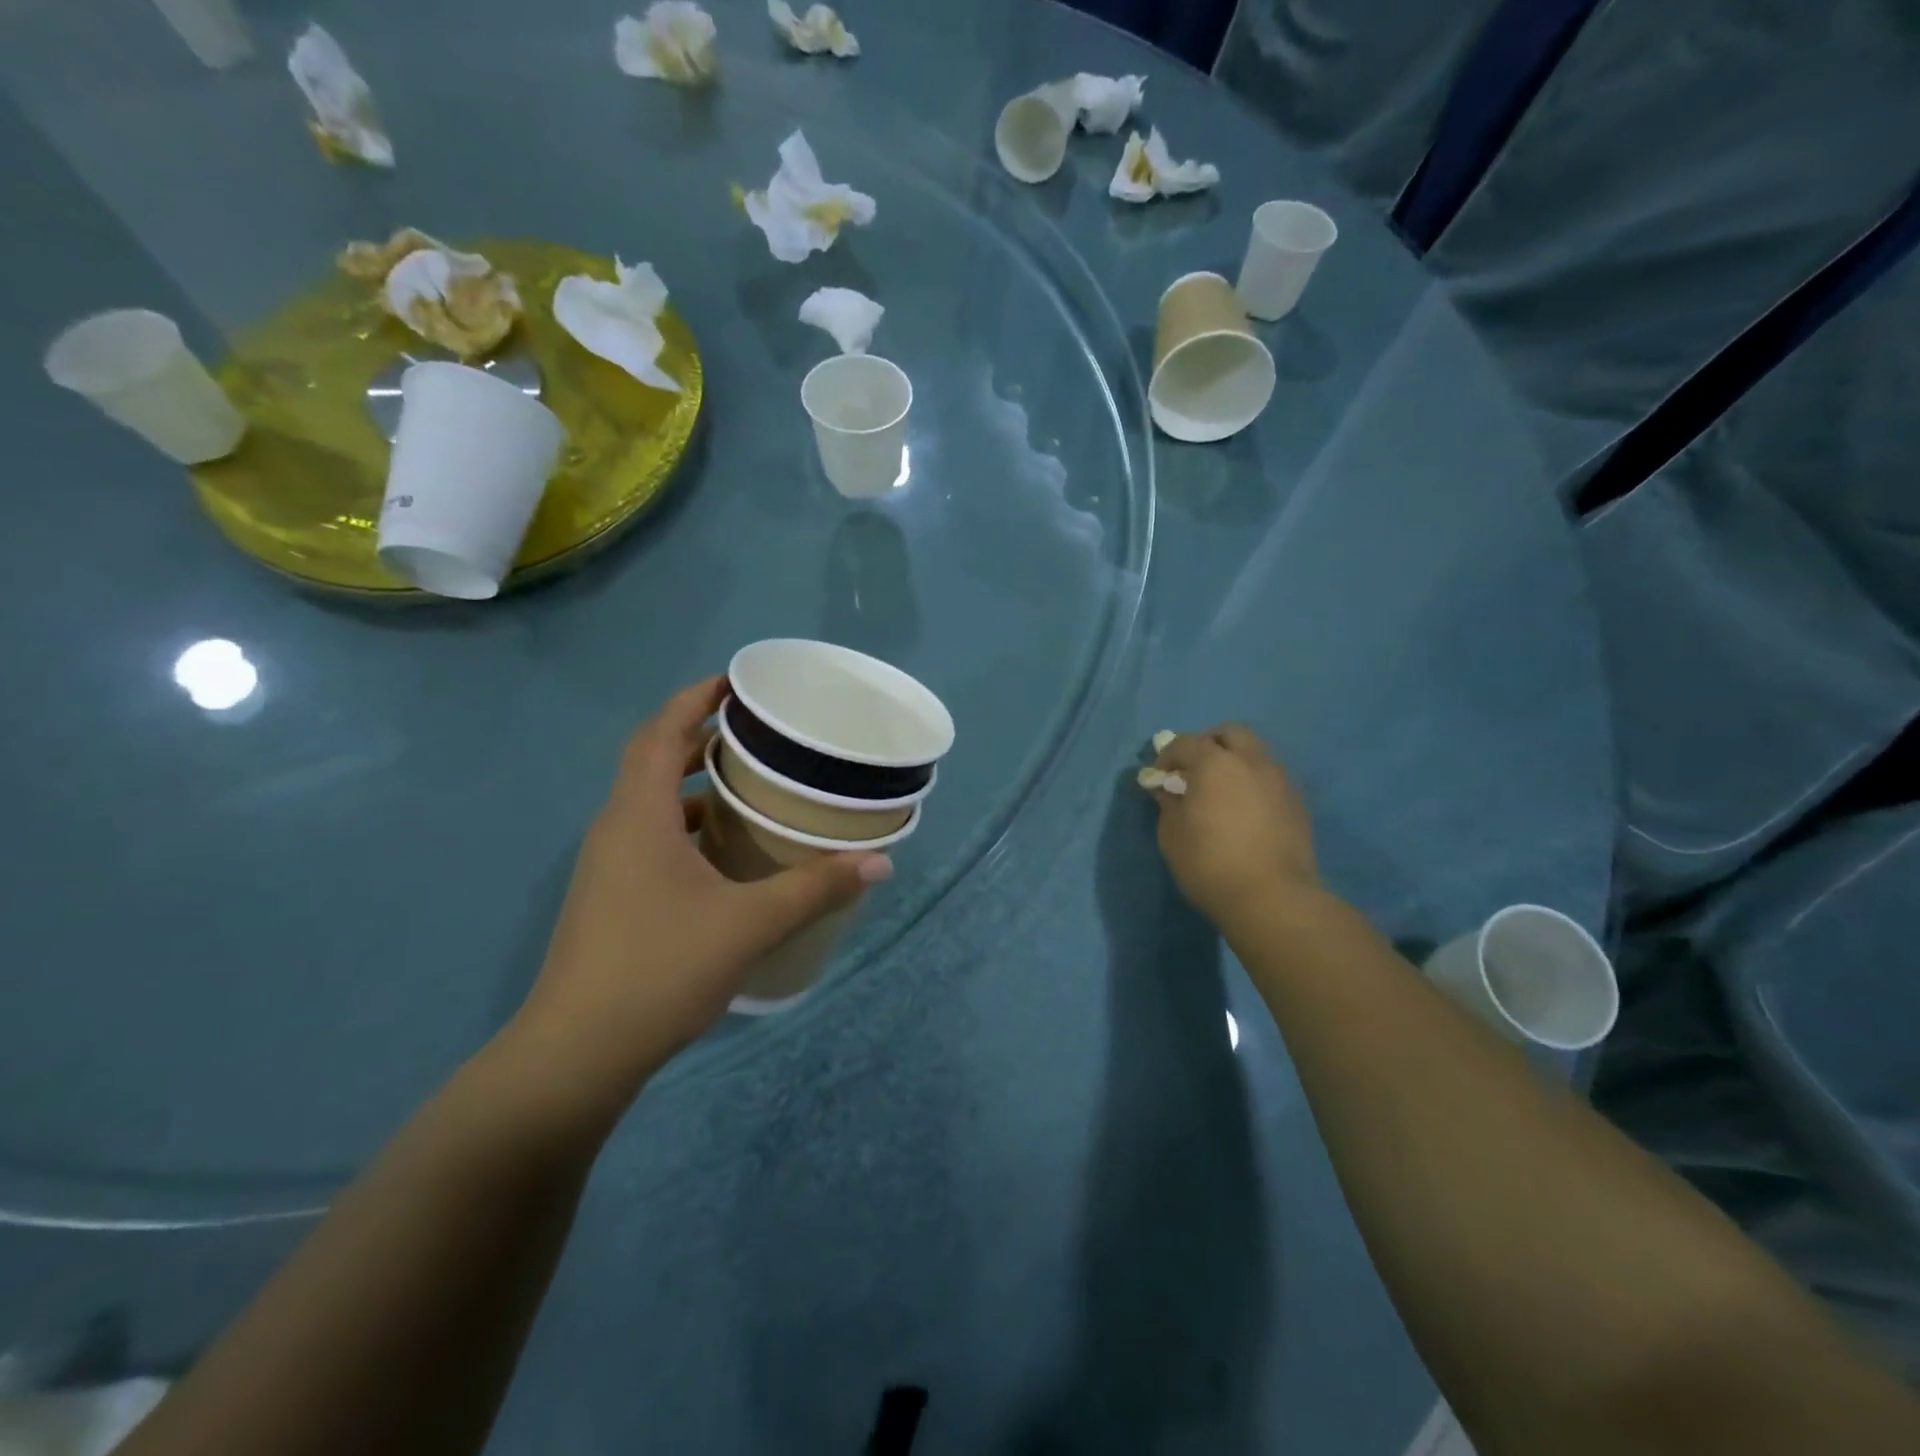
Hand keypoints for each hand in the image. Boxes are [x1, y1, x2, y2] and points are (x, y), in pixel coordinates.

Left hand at [508, 678, 891, 1106]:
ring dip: (695, 782)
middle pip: (653, 760)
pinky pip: (652, 836)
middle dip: (700, 734)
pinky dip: (689, 824)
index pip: (660, 733)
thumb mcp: (748, 925)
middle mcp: (616, 829)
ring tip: (751, 782)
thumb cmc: (658, 970)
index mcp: (638, 816)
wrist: (576, 1054)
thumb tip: (879, 862)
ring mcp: (610, 866)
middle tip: (757, 731)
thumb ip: (815, 888)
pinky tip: (728, 852)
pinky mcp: (612, 898)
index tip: (736, 683)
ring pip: (652, 802)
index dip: (694, 698)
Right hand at [1148, 724, 1317, 927]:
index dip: (1166, 757)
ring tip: (1221, 793)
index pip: (1185, 743)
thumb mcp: (1172, 835)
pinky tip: (1244, 812)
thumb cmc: (1209, 863)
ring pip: (1255, 754)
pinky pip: (1271, 779)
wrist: (1272, 899)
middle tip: (1193, 772)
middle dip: (1208, 744)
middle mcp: (1252, 761)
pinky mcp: (1298, 804)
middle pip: (1230, 733)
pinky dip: (1253, 784)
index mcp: (1216, 763)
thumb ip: (1168, 804)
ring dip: (1235, 763)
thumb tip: (1166, 789)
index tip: (1158, 778)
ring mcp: (1280, 780)